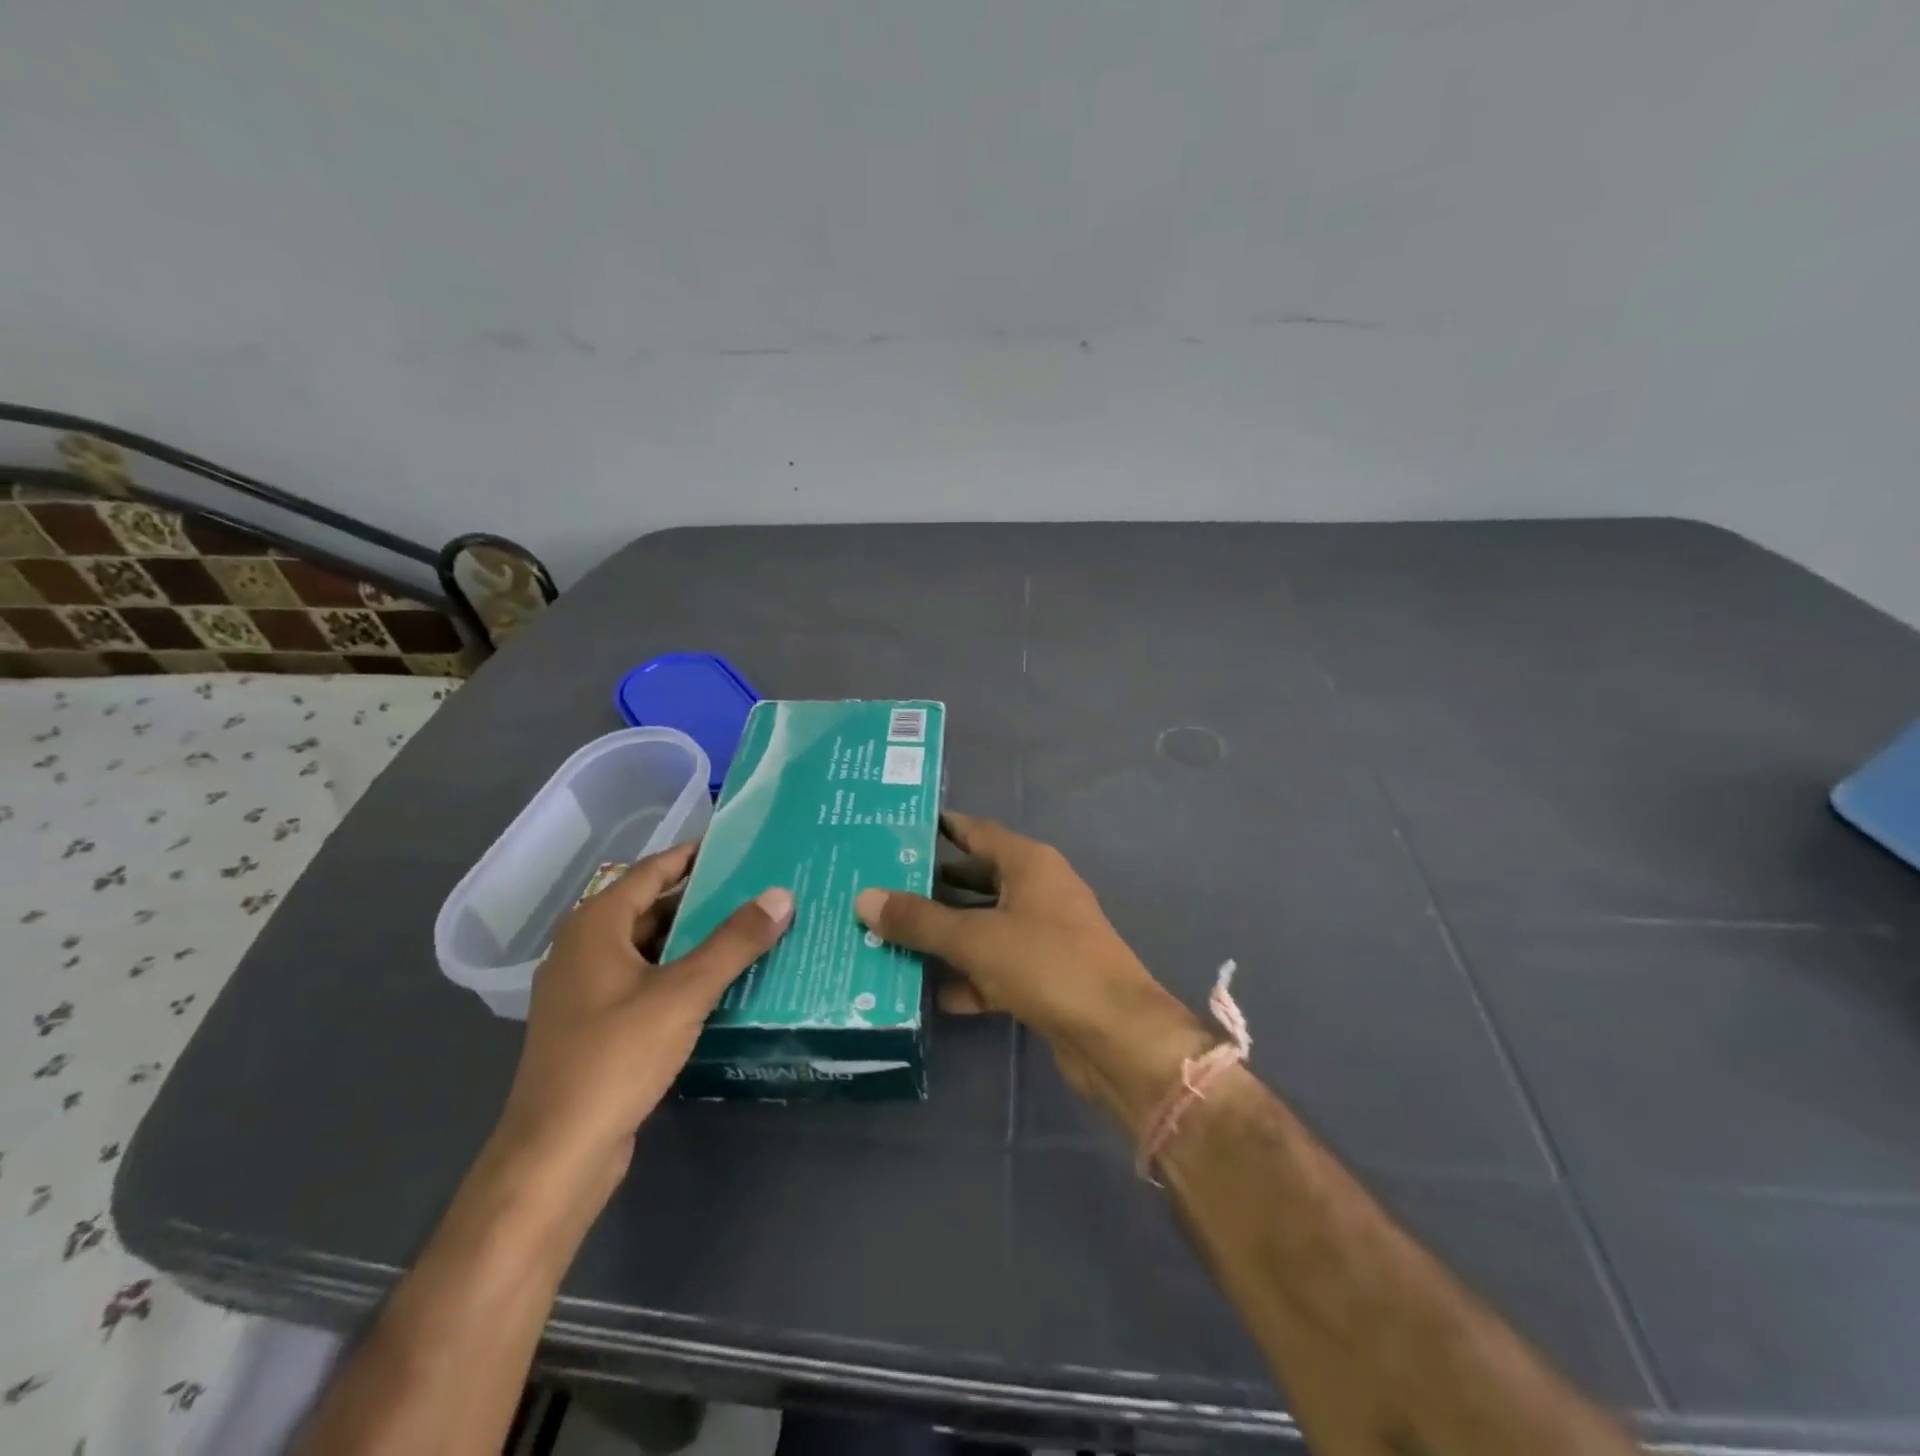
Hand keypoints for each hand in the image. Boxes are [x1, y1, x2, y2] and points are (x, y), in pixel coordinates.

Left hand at [494, 840, 792, 1189]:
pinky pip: (645, 981)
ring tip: (750, 930)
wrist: (556, 1155)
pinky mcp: (595, 1026)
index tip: (738, 845)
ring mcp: (586, 991)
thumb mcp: (683, 993)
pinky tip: (720, 983)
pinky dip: (681, 973)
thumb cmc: (615, 1057)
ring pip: (650, 948)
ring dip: (695, 939)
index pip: (652, 870)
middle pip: (652, 908)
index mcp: (595, 926)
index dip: (694, 854)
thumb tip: (781, 895)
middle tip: (758, 889)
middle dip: (703, 899)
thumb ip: (734, 942)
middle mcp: (584, 949)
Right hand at [854, 812, 1209, 1134]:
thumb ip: (920, 920)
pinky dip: (964, 976)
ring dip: (942, 935)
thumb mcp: (976, 938)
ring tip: (885, 937)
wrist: (1116, 1037)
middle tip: (876, 889)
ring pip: (981, 926)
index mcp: (1029, 863)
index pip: (975, 832)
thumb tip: (864, 898)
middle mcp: (1037, 891)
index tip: (893, 830)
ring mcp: (1042, 935)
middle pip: (974, 879)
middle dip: (929, 887)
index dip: (938, 828)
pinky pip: (993, 966)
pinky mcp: (1042, 977)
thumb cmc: (1047, 964)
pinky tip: (925, 991)